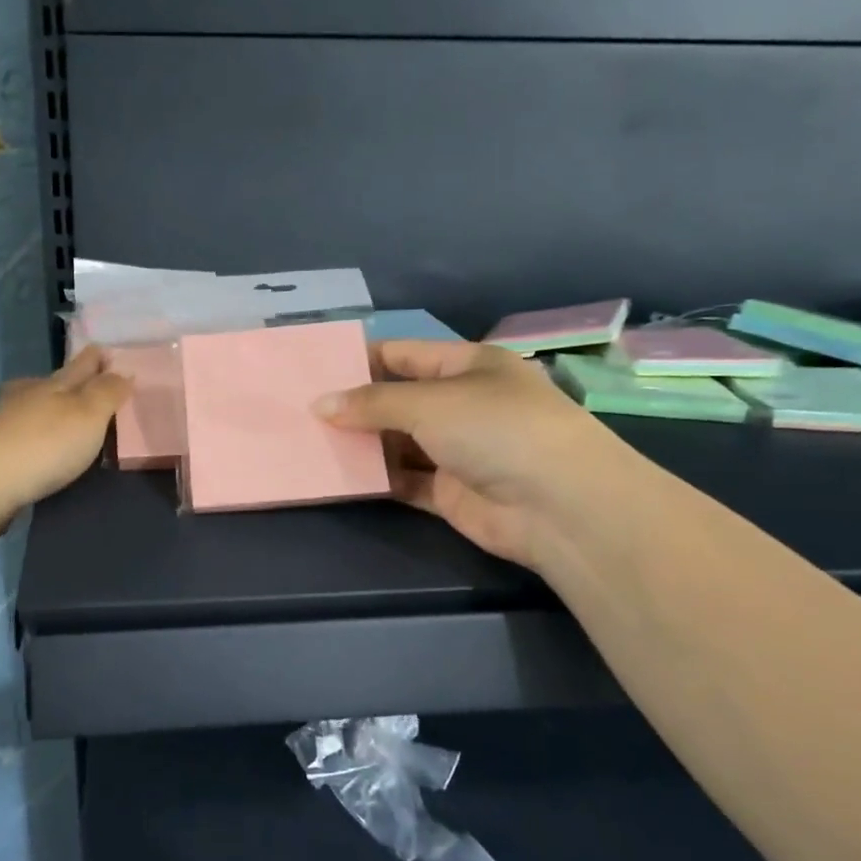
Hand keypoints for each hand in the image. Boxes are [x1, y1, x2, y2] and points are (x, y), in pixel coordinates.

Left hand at [0, 346, 133, 517]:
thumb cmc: (47, 443)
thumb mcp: (89, 414)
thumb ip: (107, 392)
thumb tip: (122, 371)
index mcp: (56, 385)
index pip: (81, 364)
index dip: (95, 357)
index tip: (105, 351)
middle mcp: (28, 396)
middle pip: (51, 381)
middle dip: (68, 376)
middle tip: (83, 377)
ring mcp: (5, 422)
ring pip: (29, 404)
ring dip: (44, 404)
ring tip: (58, 413)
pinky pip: (17, 433)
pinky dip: (29, 432)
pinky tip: (33, 444)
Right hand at [315, 340, 620, 565]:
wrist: (558, 506)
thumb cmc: (496, 429)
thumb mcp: (429, 403)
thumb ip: (371, 403)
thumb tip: (319, 405)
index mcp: (468, 366)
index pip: (406, 354)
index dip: (363, 359)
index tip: (316, 368)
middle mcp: (463, 404)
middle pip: (398, 400)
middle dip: (355, 405)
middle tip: (302, 409)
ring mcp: (458, 450)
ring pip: (398, 442)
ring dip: (361, 443)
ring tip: (309, 440)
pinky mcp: (450, 492)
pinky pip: (403, 479)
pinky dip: (375, 478)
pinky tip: (338, 475)